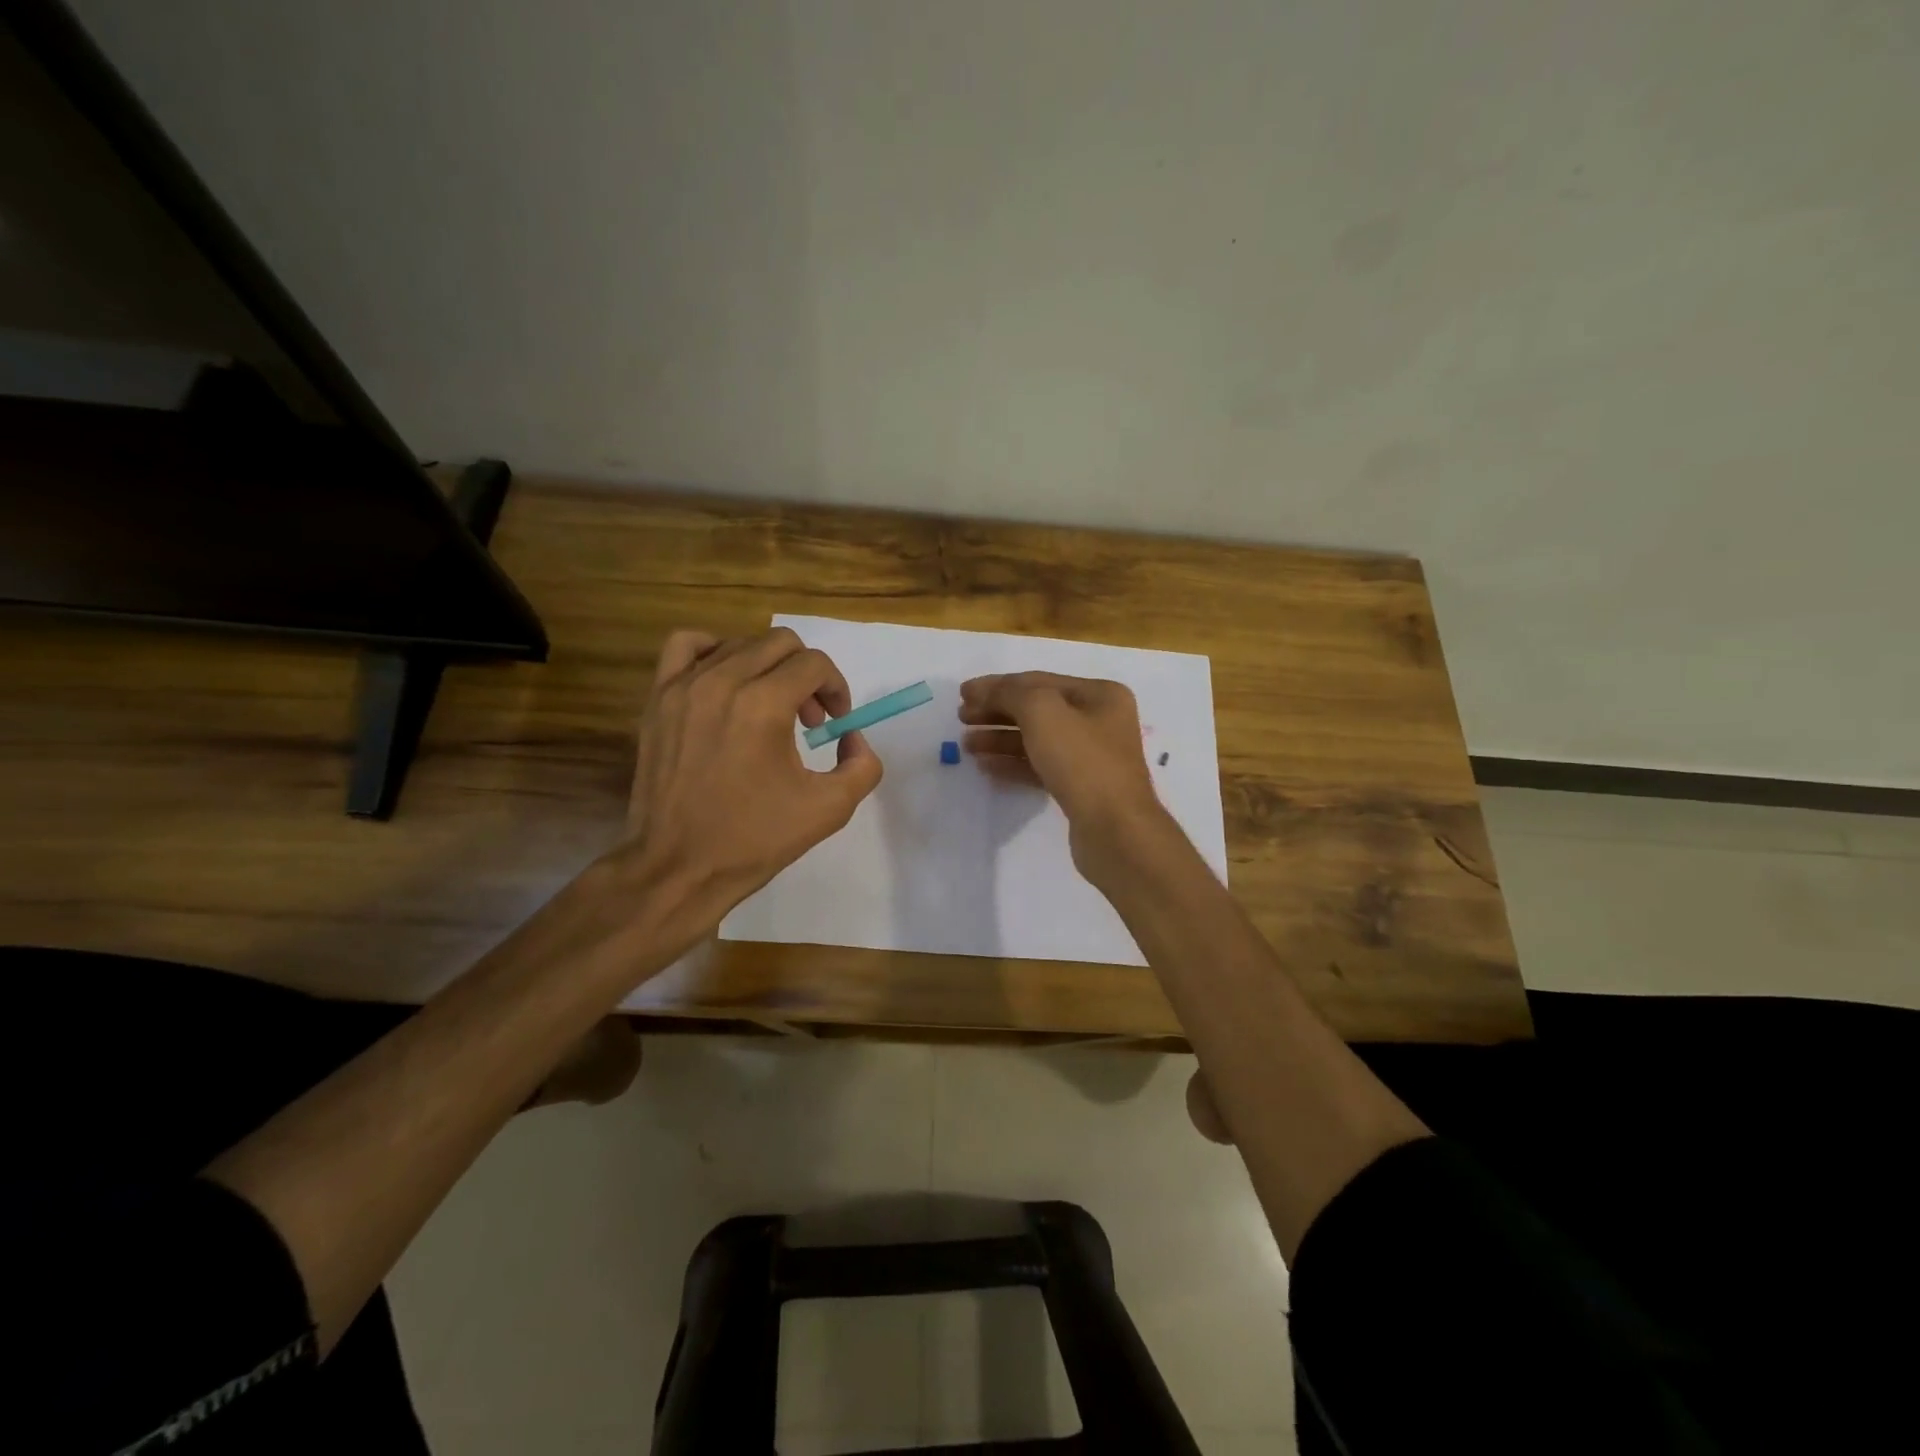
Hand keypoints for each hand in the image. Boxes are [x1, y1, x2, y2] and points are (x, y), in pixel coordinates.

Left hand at [620, 627, 882, 917]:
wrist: (678, 867)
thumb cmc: (754, 840)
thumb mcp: (830, 809)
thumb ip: (862, 765)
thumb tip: (852, 737)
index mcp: (763, 705)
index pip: (815, 664)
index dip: (836, 688)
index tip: (835, 724)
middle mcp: (722, 681)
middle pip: (781, 643)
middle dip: (807, 675)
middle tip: (808, 720)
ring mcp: (684, 686)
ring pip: (740, 643)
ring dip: (767, 667)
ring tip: (769, 706)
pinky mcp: (658, 698)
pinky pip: (686, 646)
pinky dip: (714, 652)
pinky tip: (725, 683)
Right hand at [958, 671, 1168, 875]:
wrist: (1114, 829)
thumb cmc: (1081, 760)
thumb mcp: (1042, 712)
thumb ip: (1010, 693)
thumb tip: (987, 691)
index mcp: (1099, 695)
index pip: (1039, 681)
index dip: (997, 685)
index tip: (962, 693)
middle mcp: (1099, 722)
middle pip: (1037, 710)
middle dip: (997, 711)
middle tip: (961, 718)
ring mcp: (1091, 757)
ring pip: (1037, 740)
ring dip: (1000, 738)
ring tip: (966, 744)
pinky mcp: (1080, 788)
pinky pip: (1040, 767)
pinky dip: (1013, 763)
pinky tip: (986, 766)